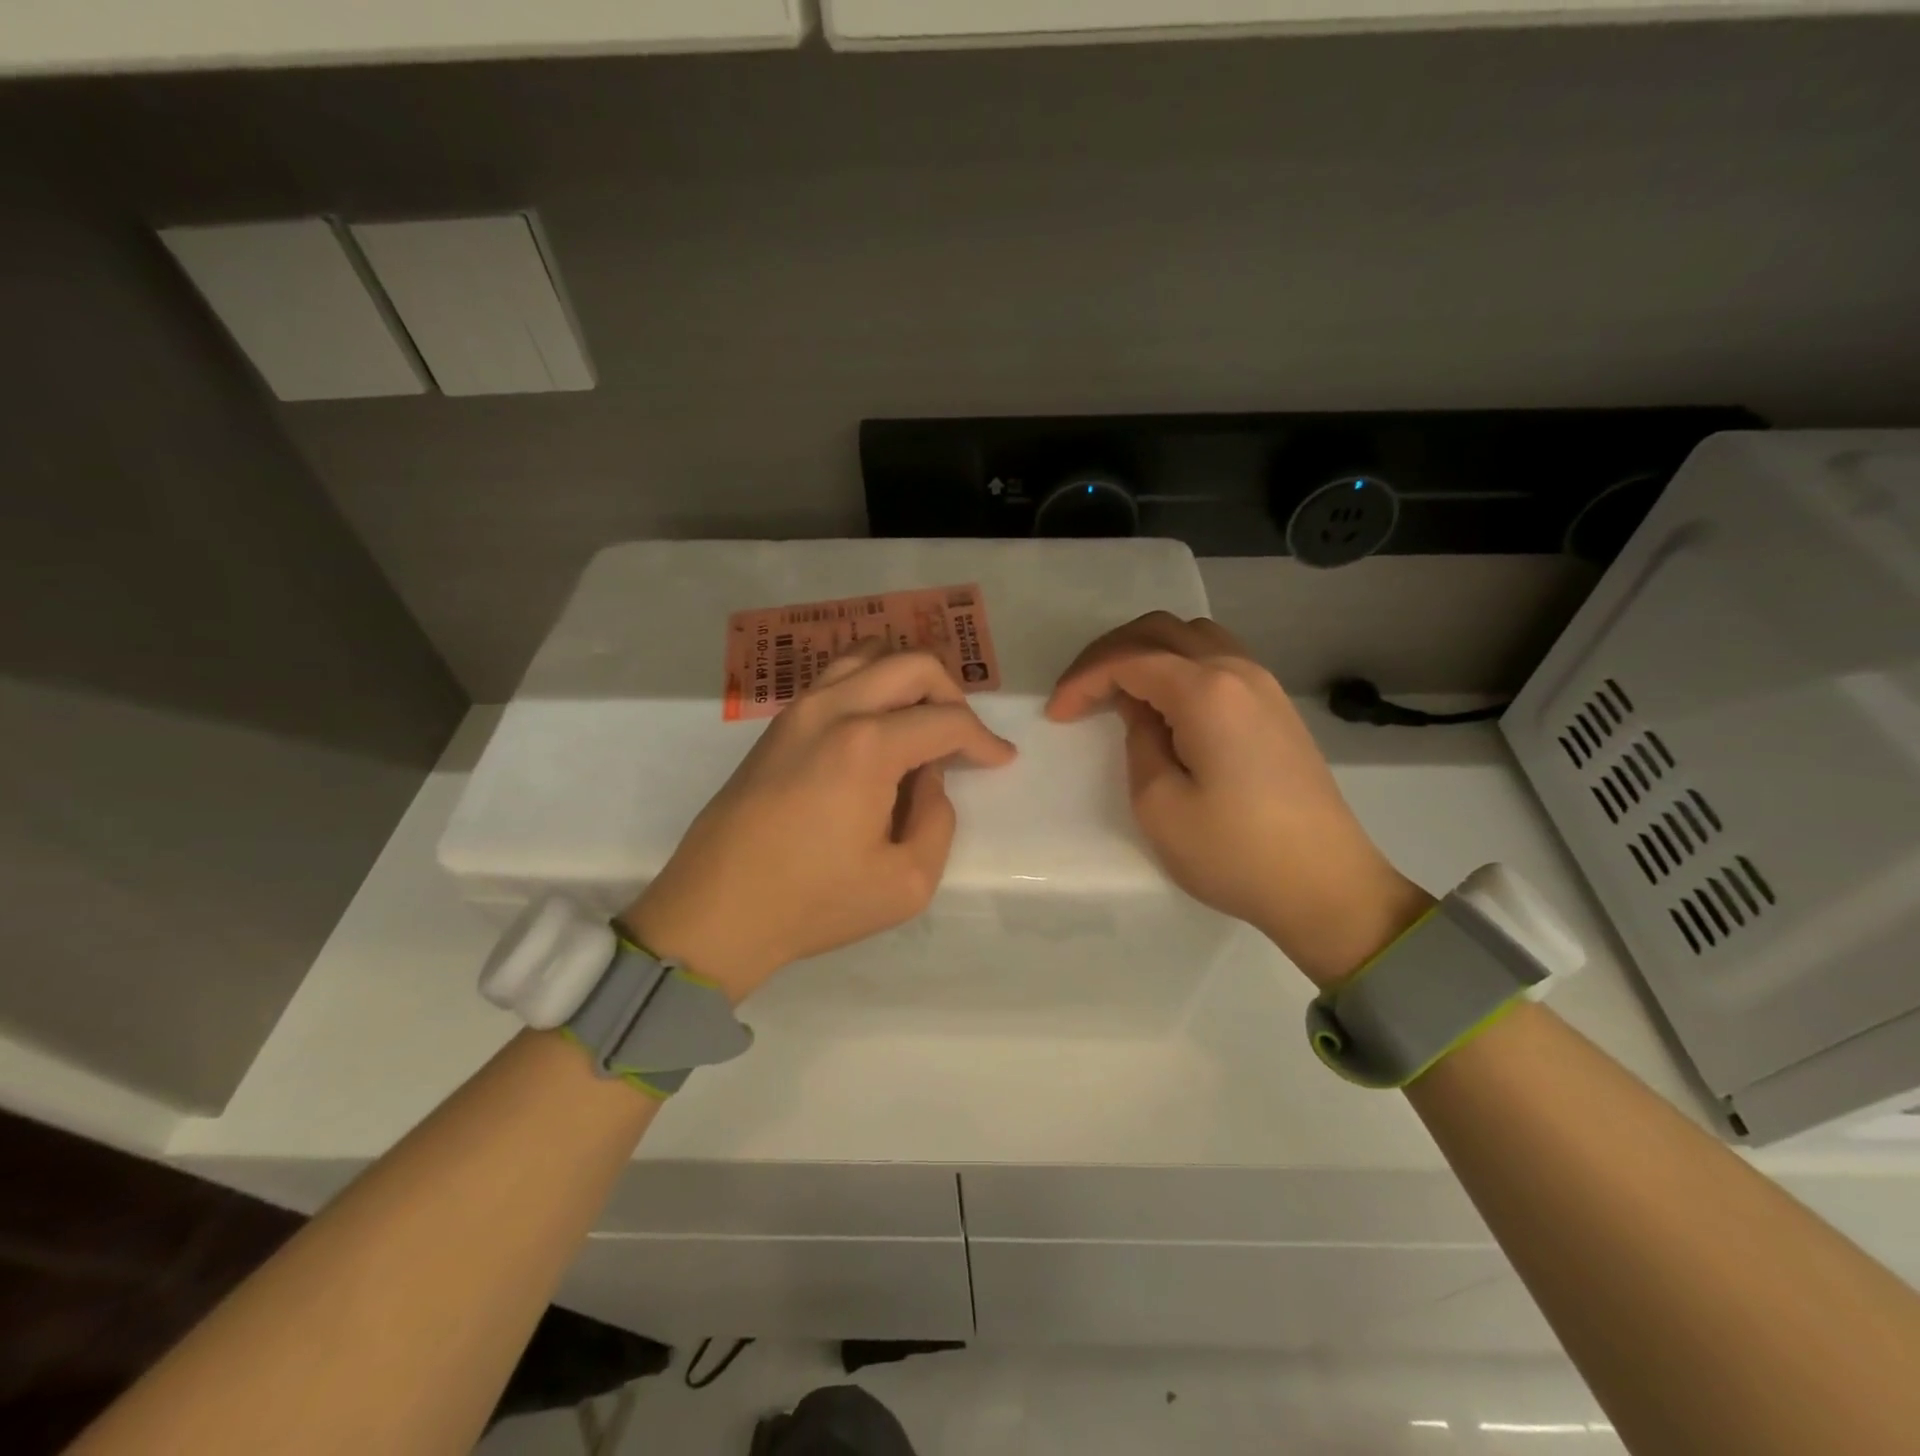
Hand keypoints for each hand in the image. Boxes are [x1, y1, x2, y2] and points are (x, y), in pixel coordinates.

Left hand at [624, 642, 1017, 1003]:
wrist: (716, 911)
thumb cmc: (813, 903)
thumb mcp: (906, 882)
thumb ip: (938, 820)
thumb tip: (929, 778)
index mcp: (868, 746)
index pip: (946, 719)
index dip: (983, 739)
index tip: (1001, 760)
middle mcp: (834, 709)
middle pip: (911, 664)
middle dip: (951, 694)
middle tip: (962, 738)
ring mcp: (799, 709)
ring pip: (869, 655)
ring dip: (907, 679)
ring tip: (921, 722)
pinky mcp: (778, 723)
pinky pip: (836, 677)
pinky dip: (870, 684)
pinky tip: (878, 725)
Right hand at [1048, 613, 1431, 986]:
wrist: (1326, 886)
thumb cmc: (1235, 853)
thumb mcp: (1159, 804)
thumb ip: (1139, 741)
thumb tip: (1141, 711)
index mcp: (1207, 691)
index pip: (1130, 660)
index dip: (1084, 680)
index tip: (1056, 714)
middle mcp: (1239, 670)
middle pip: (1161, 631)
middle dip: (1109, 653)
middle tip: (1078, 692)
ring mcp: (1264, 685)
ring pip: (1193, 637)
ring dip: (1147, 652)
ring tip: (1117, 691)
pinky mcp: (1276, 706)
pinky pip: (1218, 658)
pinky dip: (1179, 664)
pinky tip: (1164, 700)